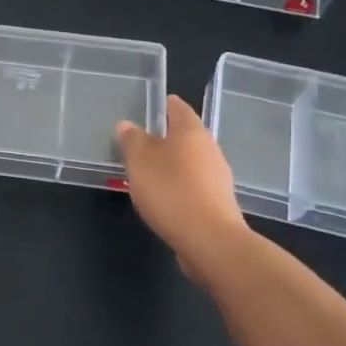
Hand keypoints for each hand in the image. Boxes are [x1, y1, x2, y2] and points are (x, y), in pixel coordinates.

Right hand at [116, 95, 250, 281]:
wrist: (210, 240)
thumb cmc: (171, 191)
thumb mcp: (140, 161)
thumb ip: (132, 140)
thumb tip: (126, 124)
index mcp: (191, 131)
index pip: (177, 107)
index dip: (162, 105)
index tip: (145, 108)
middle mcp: (210, 148)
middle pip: (185, 135)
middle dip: (164, 138)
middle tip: (139, 143)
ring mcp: (218, 176)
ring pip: (191, 161)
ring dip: (172, 164)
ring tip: (148, 173)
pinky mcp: (219, 201)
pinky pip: (195, 184)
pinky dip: (180, 186)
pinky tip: (165, 198)